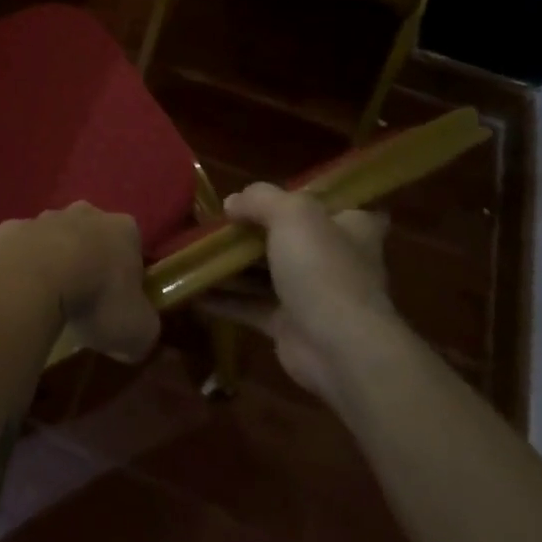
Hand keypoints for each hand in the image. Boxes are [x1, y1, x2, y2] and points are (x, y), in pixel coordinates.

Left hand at [0, 203, 156, 361]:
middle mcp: (85, 214)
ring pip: (53, 240)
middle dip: (89, 263)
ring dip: (53, 263)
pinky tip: (18, 296)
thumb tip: (135, 339)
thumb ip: (144, 332)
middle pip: (92, 237)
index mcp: (123, 230)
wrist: (29, 279)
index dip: (129, 277)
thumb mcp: (138, 331)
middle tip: (84, 302)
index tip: (120, 305)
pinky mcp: (8, 229)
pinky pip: (19, 251)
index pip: (133, 248)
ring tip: (47, 302)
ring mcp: (43, 218)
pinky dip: (20, 269)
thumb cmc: (95, 299)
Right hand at [208, 184, 391, 398]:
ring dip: (231, 264)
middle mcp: (333, 258)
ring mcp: (310, 294)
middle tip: (214, 221)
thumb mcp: (292, 213)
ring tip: (193, 251)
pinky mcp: (287, 324)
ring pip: (264, 272)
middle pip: (288, 236)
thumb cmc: (322, 268)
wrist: (338, 348)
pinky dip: (223, 298)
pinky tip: (192, 289)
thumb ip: (260, 199)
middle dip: (252, 230)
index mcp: (349, 226)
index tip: (268, 193)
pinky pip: (249, 305)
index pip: (332, 204)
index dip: (302, 196)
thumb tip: (232, 203)